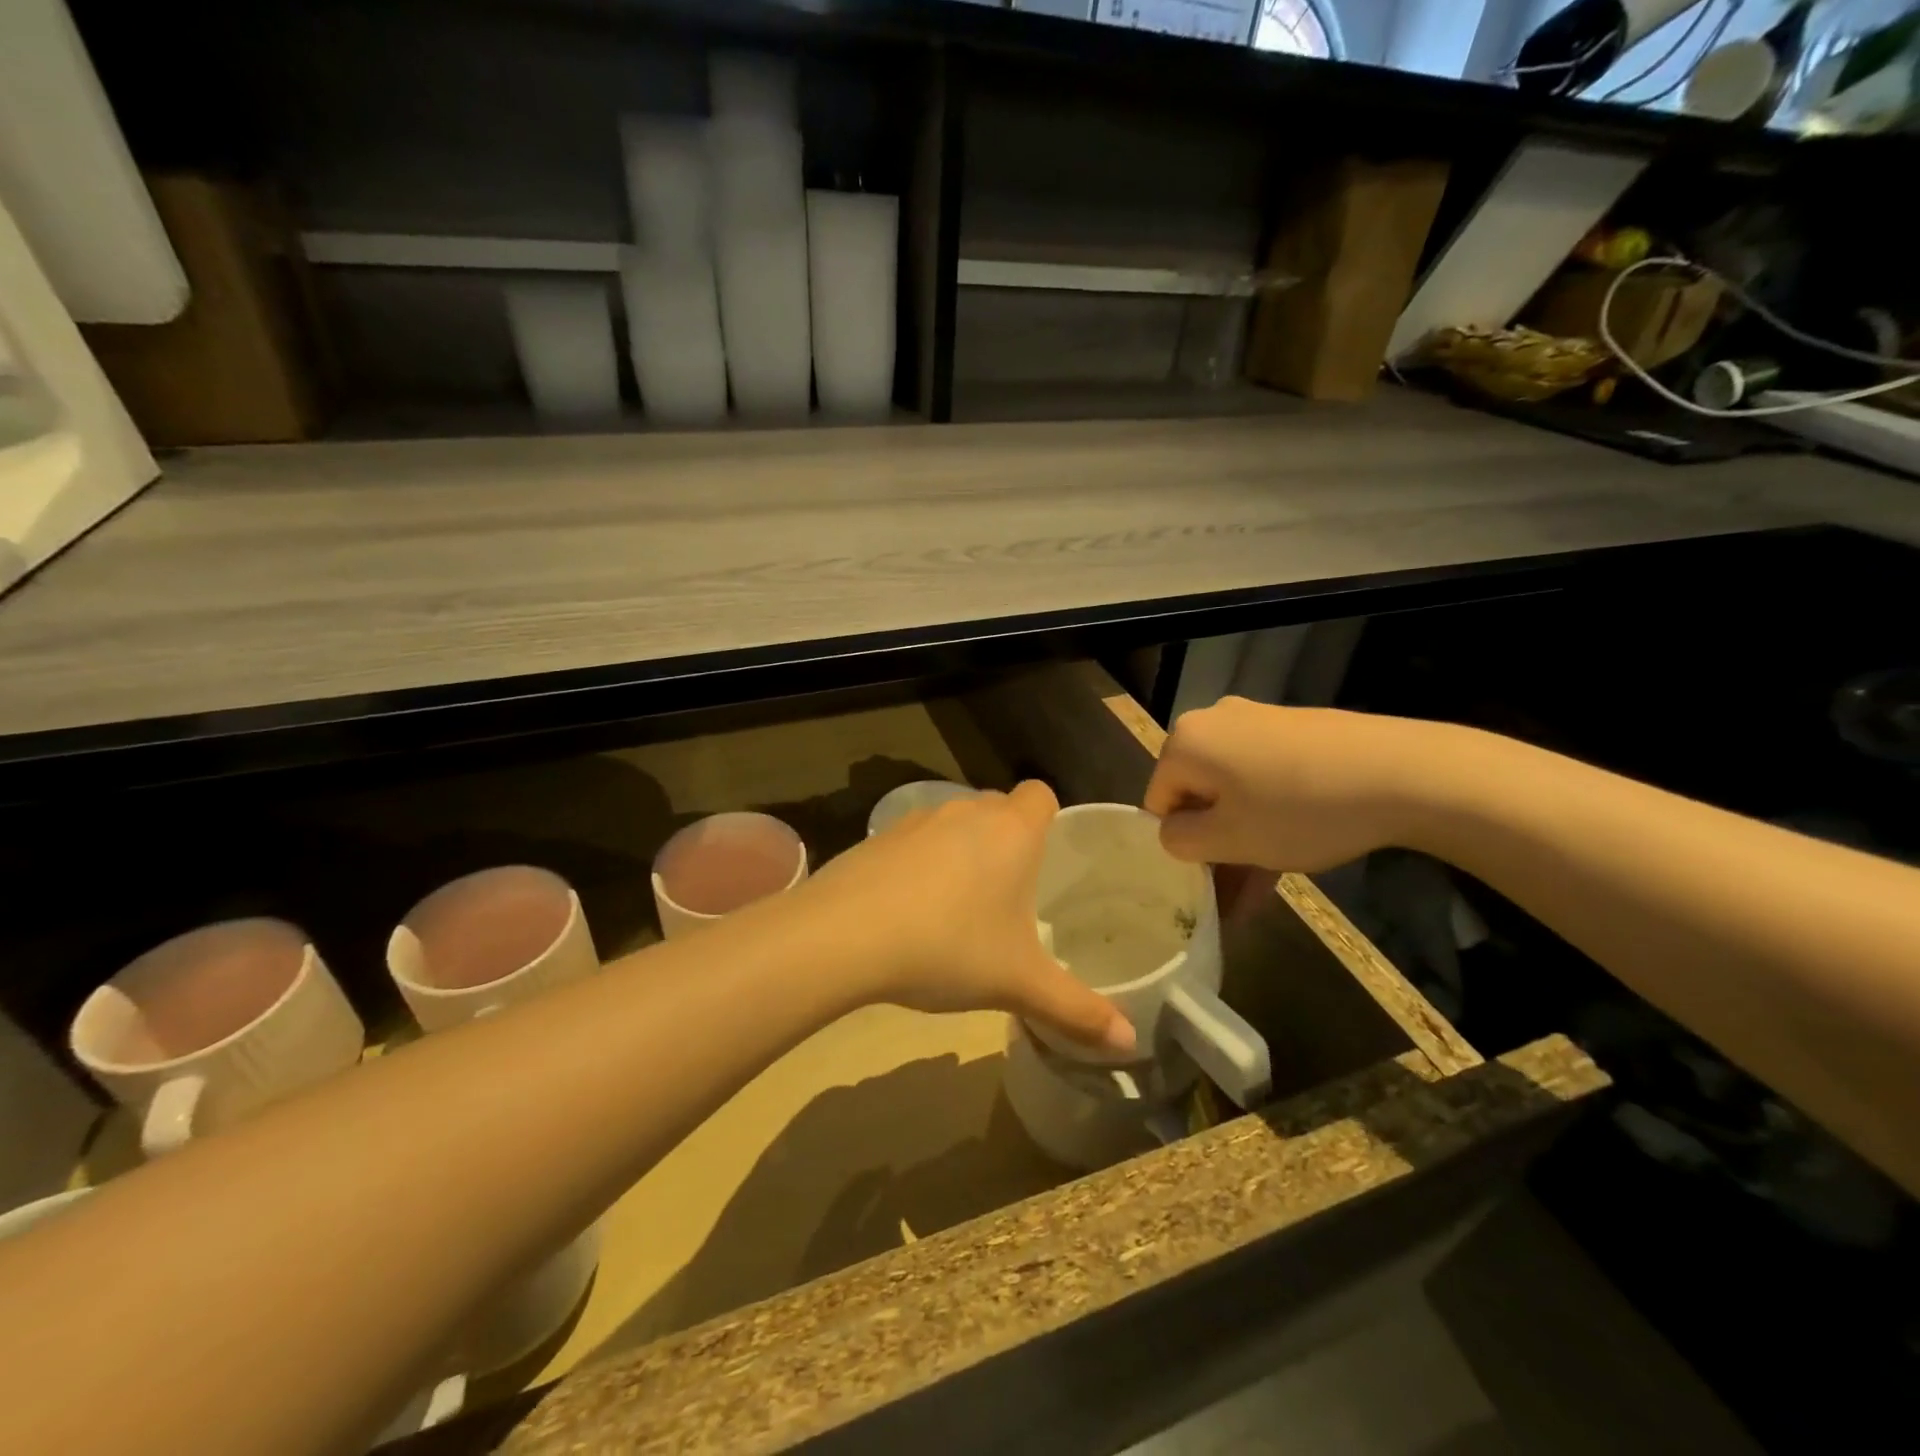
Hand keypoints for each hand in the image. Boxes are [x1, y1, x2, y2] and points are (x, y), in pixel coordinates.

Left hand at [798, 781, 1135, 1054]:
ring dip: (961, 853)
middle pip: (998, 809)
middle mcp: (967, 812)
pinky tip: (910, 910)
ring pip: (954, 824)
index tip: (1046, 860)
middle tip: (1010, 896)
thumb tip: (1129, 1043)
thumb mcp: (1018, 984)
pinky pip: (914, 841)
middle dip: (1007, 841)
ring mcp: (918, 820)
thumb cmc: (949, 947)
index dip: (1049, 819)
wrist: (846, 935)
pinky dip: (920, 865)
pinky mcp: (878, 837)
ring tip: (958, 908)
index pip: (1041, 794)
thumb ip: (1076, 1009)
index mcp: (1011, 831)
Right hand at [1143, 697, 1427, 872]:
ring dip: (1243, 841)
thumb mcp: (1228, 839)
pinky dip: (1271, 817)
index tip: (1205, 879)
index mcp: (1186, 741)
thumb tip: (1174, 833)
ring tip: (1260, 895)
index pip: (1159, 801)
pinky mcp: (1299, 732)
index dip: (1179, 844)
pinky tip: (1290, 858)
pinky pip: (1268, 779)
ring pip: (1236, 792)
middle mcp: (1216, 722)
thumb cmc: (1298, 809)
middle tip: (1231, 897)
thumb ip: (1180, 841)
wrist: (1402, 772)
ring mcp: (1260, 723)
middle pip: (1199, 795)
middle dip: (1214, 848)